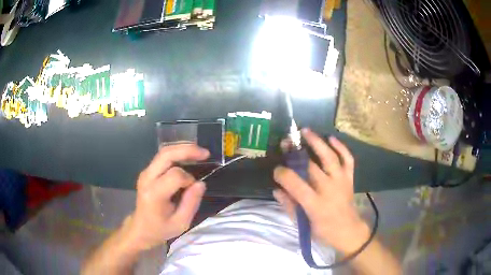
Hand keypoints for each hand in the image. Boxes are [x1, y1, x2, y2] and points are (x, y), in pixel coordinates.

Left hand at [126, 144, 209, 250]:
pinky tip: (188, 156)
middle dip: (187, 150)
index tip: (194, 189)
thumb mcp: (181, 223)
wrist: (141, 228)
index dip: (189, 179)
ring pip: (164, 152)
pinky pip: (163, 157)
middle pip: (166, 154)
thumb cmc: (160, 228)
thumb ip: (191, 203)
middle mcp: (147, 178)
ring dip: (183, 149)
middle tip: (205, 153)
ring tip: (199, 153)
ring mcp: (145, 173)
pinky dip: (177, 153)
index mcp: (154, 194)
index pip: (175, 175)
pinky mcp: (147, 171)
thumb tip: (201, 183)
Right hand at [273, 129, 368, 253]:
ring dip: (317, 142)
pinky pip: (348, 159)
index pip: (295, 184)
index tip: (276, 169)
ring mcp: (341, 181)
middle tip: (285, 143)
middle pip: (311, 166)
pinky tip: (331, 138)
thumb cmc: (323, 230)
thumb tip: (277, 189)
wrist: (348, 231)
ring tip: (306, 131)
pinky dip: (341, 147)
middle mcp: (329, 189)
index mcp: (315, 204)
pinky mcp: (349, 178)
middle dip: (296, 153)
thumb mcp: (302, 224)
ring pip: (330, 157)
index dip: (283, 174)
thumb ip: (289, 206)